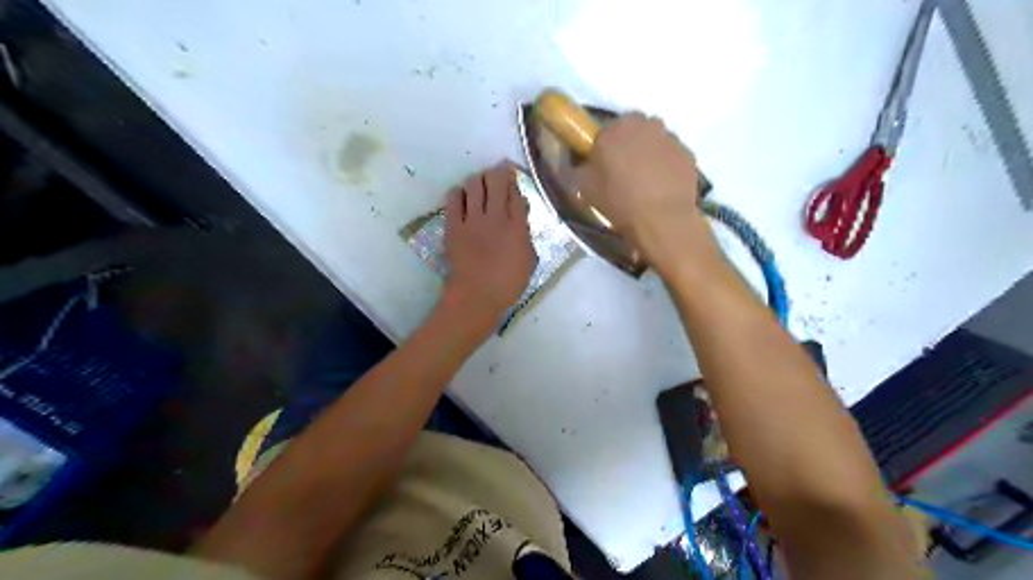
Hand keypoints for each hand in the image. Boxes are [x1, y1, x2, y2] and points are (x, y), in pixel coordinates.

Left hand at [437, 163, 530, 331]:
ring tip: (479, 183)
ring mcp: (472, 220)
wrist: (476, 295)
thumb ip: (526, 235)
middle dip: (497, 172)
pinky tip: (461, 197)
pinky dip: (458, 193)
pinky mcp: (453, 225)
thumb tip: (521, 215)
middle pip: (496, 181)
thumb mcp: (528, 260)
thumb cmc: (507, 283)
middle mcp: (495, 217)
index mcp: (517, 227)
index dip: (514, 181)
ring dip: (478, 180)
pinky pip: (453, 198)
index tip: (512, 175)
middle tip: (496, 173)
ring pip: (474, 185)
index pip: (516, 193)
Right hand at [580, 114, 720, 268]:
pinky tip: (662, 188)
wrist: (661, 220)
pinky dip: (666, 166)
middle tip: (623, 172)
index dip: (603, 147)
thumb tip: (583, 164)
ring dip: (649, 154)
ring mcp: (670, 137)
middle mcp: (644, 124)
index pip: (604, 130)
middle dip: (628, 145)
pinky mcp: (687, 153)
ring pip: (655, 141)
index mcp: (614, 129)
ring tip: (645, 183)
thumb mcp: (585, 188)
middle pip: (633, 129)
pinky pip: (671, 156)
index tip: (602, 164)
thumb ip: (582, 168)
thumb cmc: (618, 202)